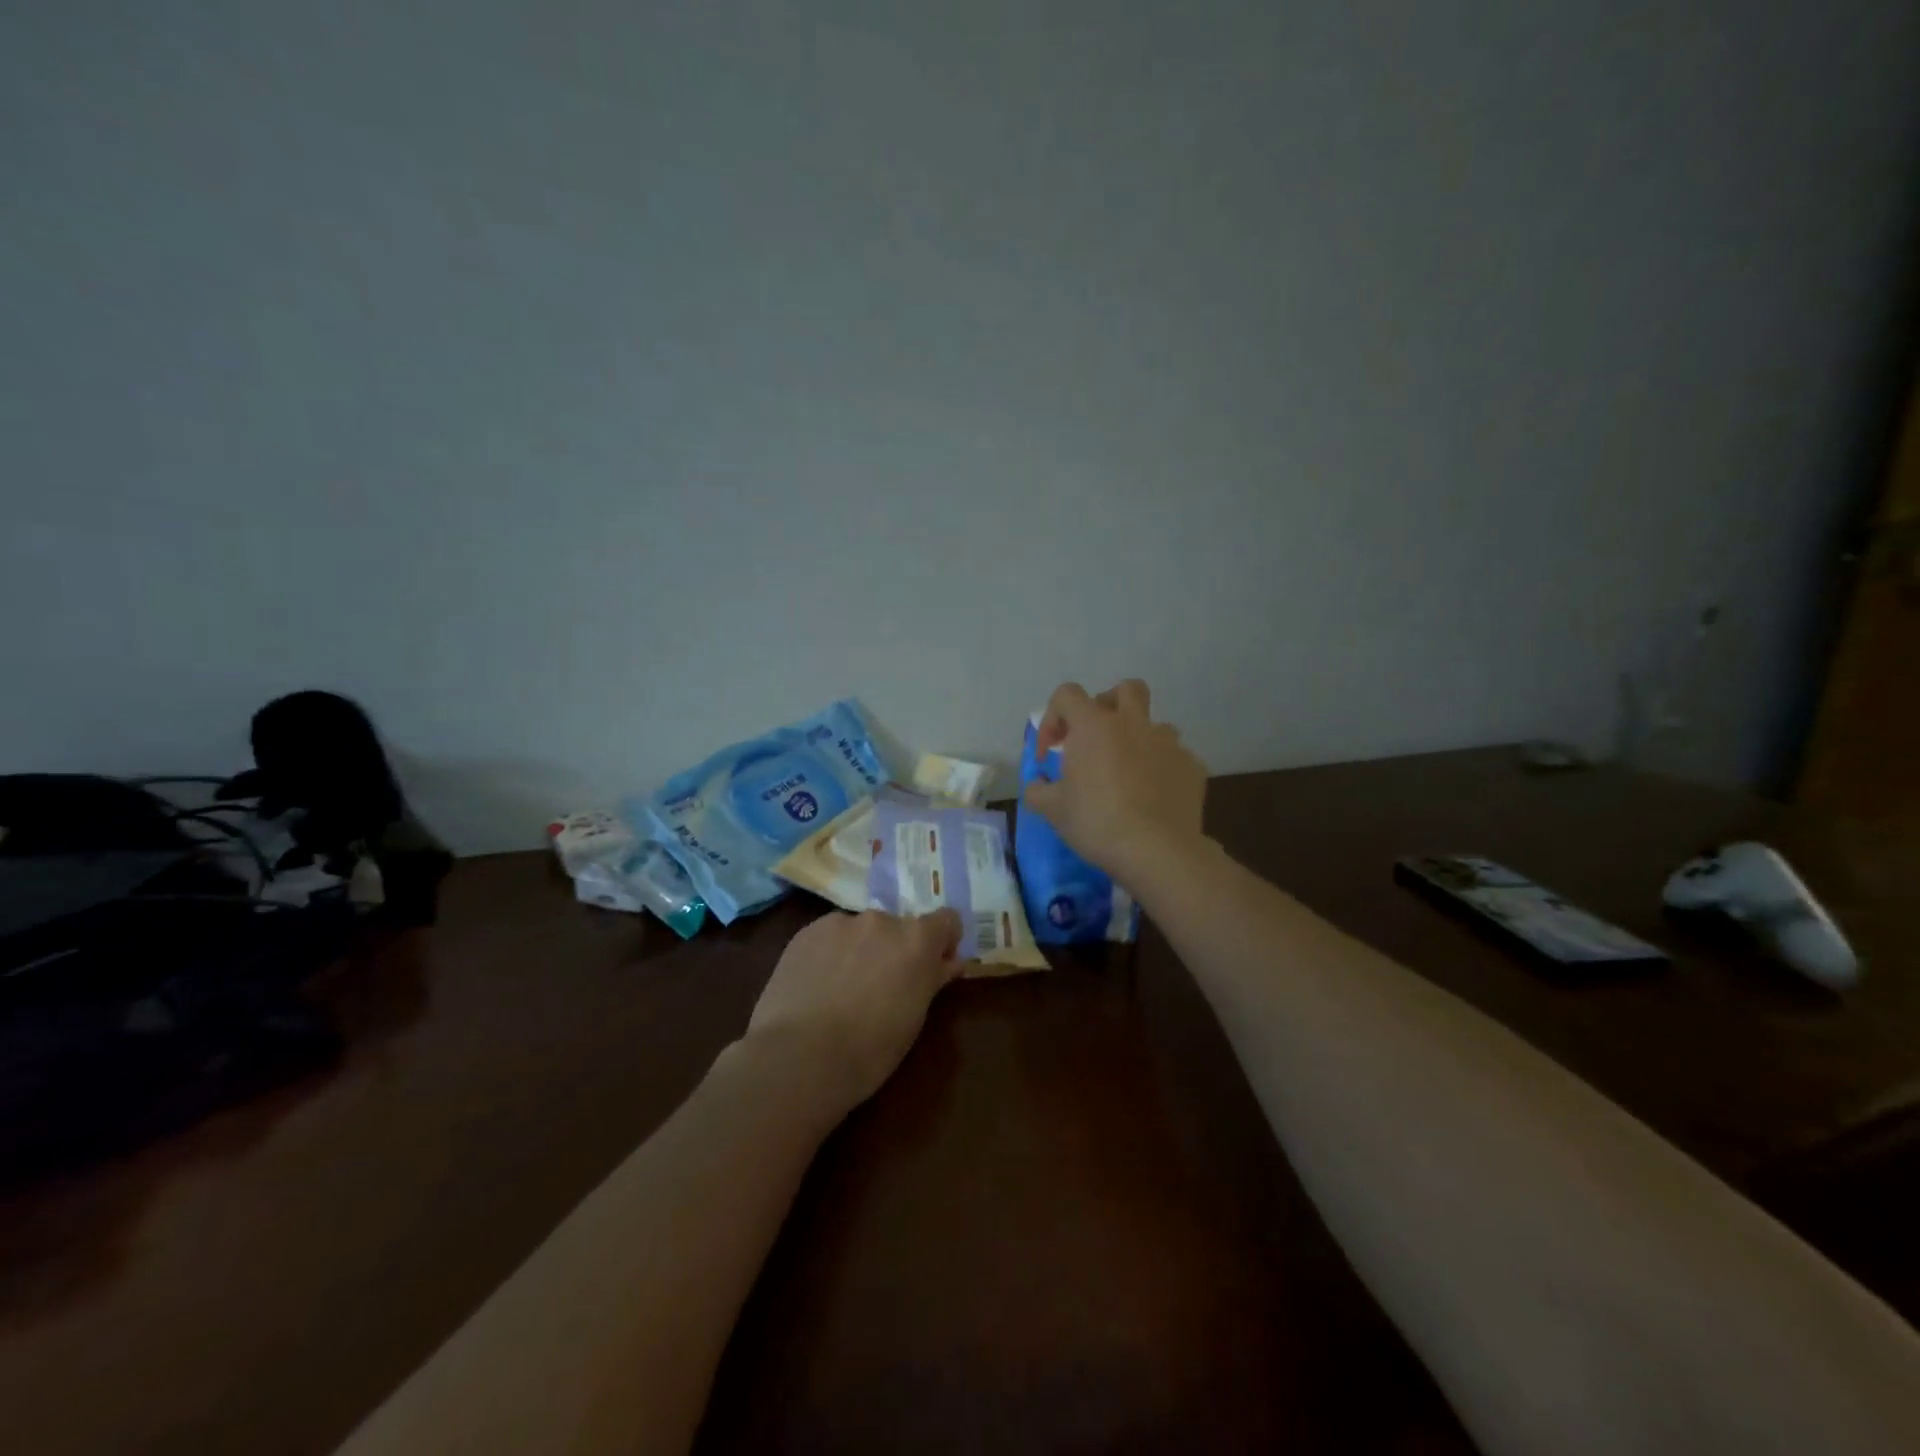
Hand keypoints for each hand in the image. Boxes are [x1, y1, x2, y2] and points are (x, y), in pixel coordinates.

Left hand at [743, 907, 964, 1116]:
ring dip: (862, 950)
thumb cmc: (869, 1050)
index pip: (946, 920)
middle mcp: (882, 921)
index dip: (943, 942)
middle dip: (896, 950)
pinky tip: (817, 986)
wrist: (799, 1057)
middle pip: (900, 927)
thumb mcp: (913, 1019)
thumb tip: (949, 963)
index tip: (934, 967)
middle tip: (882, 987)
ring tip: (842, 989)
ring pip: (862, 931)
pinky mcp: (807, 932)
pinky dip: (831, 953)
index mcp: (917, 941)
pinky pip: (830, 936)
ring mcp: (841, 922)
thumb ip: (931, 981)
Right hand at [1023, 679, 1207, 883]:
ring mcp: (1168, 743)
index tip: (1051, 752)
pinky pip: (1173, 757)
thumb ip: (1038, 789)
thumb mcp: (1052, 810)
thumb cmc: (1096, 822)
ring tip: (1128, 773)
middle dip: (1108, 704)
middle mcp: (1133, 724)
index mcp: (1094, 726)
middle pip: (1126, 689)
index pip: (1067, 695)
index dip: (1053, 718)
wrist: (1157, 851)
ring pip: (1154, 725)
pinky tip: (1153, 797)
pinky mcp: (1192, 766)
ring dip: (1138, 739)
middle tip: (1097, 737)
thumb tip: (1038, 784)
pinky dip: (1161, 769)